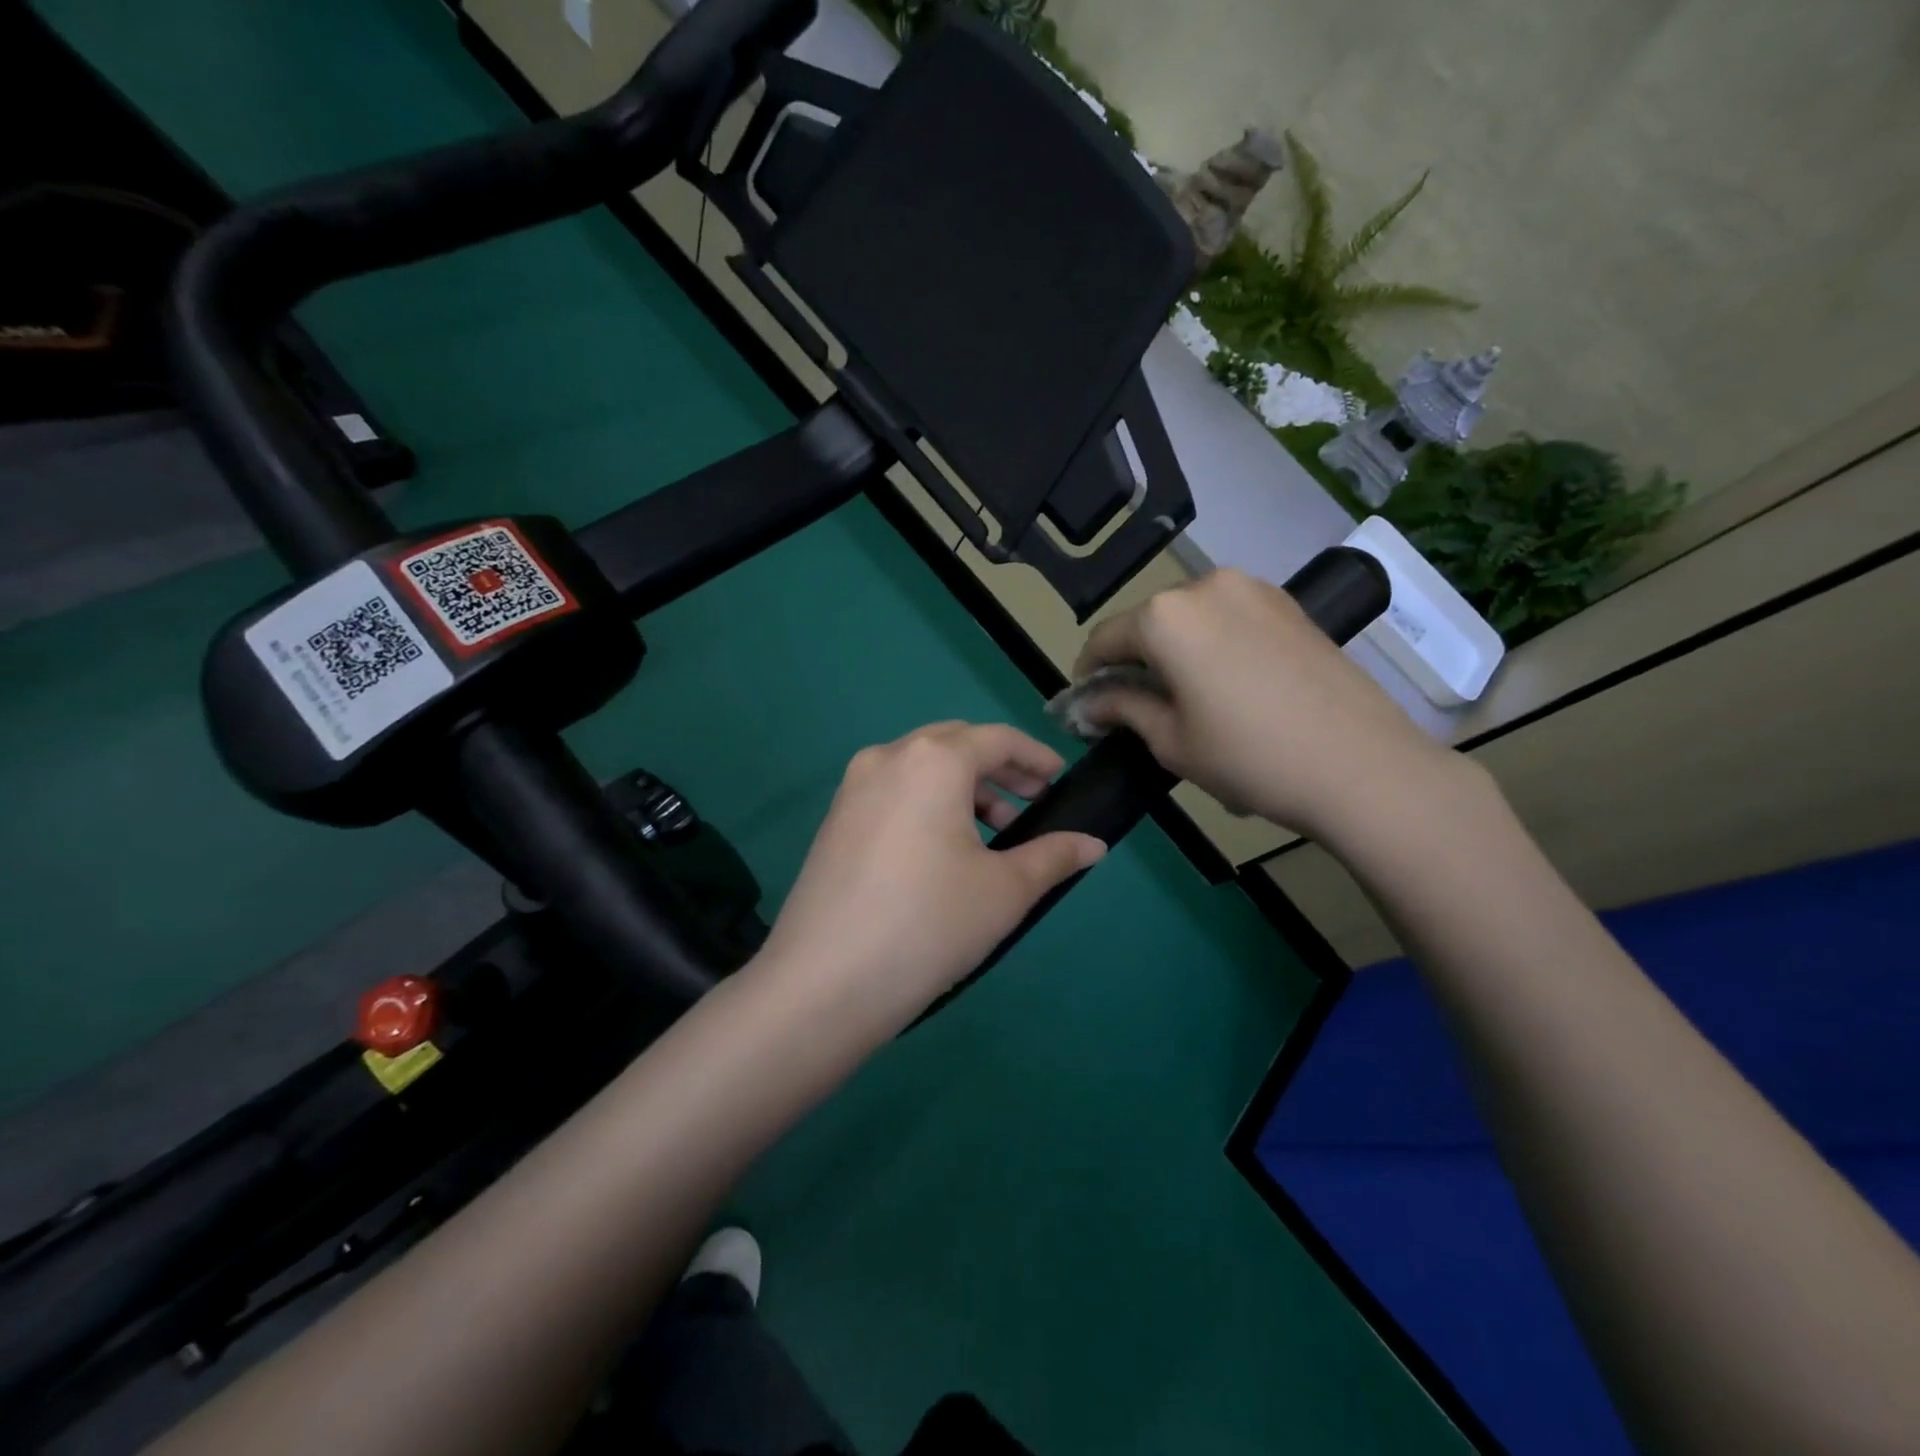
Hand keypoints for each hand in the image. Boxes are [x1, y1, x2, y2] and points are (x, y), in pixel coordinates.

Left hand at [754, 722, 1105, 1036]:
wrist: (824, 983)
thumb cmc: (930, 924)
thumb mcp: (1005, 890)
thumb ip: (1054, 856)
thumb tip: (1094, 845)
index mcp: (933, 760)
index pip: (997, 739)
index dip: (1036, 758)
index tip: (1060, 782)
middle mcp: (888, 757)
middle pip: (956, 745)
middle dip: (999, 770)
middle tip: (1032, 805)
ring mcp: (853, 788)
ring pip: (922, 770)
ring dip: (964, 791)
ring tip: (995, 838)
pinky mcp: (834, 820)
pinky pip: (894, 793)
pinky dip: (929, 806)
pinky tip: (945, 852)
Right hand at [1074, 568, 1468, 847]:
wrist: (1361, 766)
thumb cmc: (1249, 757)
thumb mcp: (1170, 740)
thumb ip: (1122, 709)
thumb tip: (1089, 704)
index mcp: (1166, 617)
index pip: (1105, 639)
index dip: (1088, 674)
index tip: (1086, 706)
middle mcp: (1205, 586)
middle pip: (1148, 622)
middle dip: (1133, 661)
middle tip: (1135, 706)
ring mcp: (1253, 590)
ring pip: (1190, 618)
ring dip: (1174, 651)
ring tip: (1184, 698)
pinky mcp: (1288, 605)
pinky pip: (1229, 618)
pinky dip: (1212, 644)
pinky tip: (1226, 685)